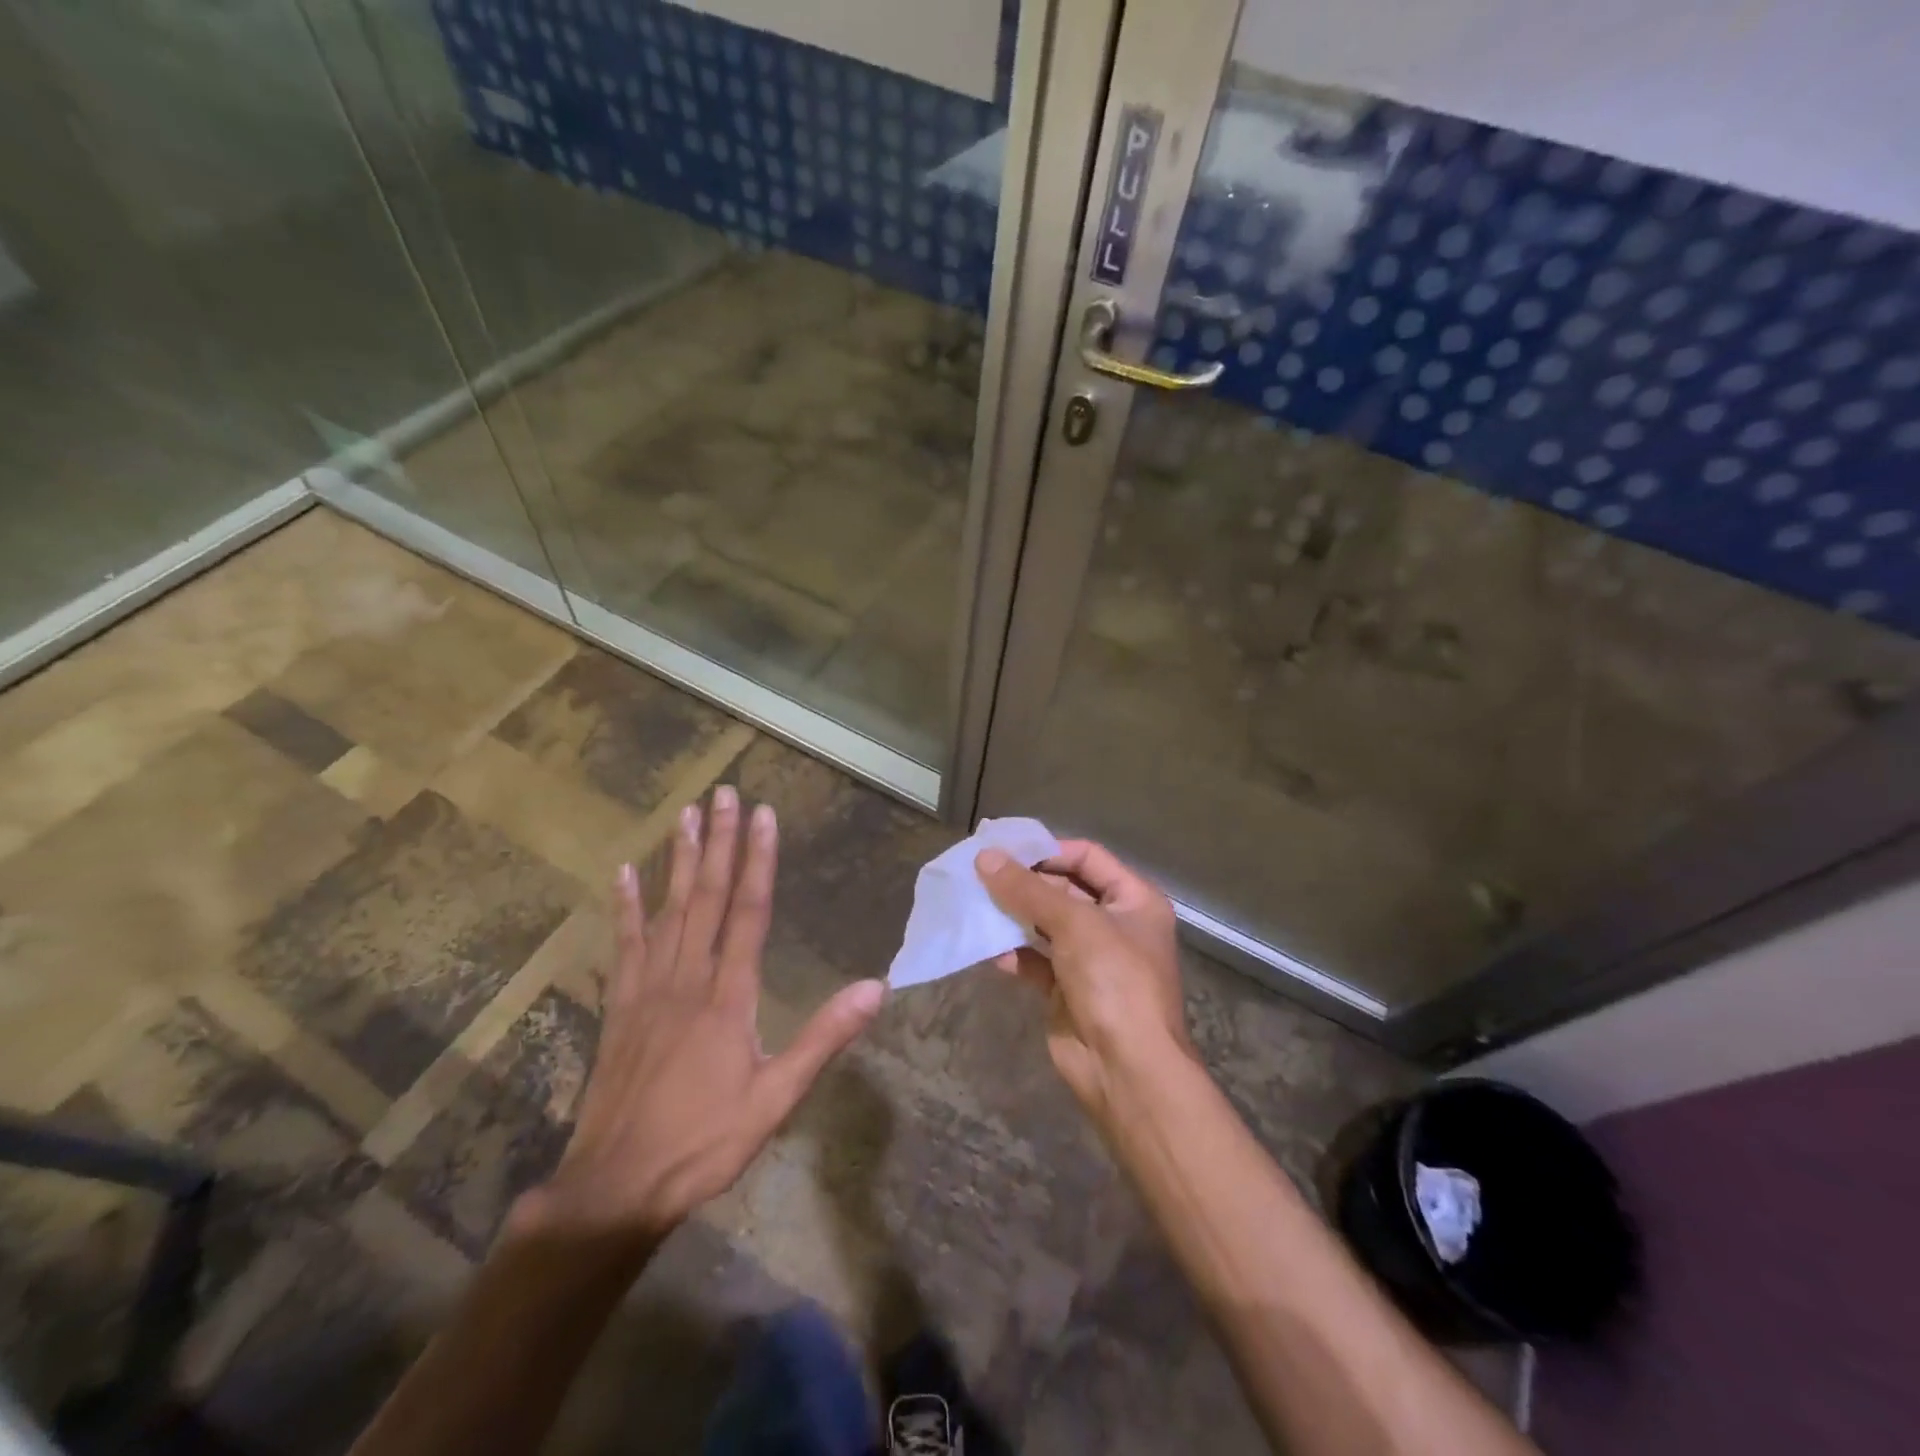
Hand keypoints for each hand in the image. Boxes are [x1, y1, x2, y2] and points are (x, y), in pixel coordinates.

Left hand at [517, 787, 884, 1252]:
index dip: (759, 860)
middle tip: (723, 794)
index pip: (749, 911)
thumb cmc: (705, 1141)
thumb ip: (824, 1038)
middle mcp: (688, 978)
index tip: (763, 815)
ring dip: (679, 860)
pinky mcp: (620, 1006)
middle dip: (720, 842)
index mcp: (729, 995)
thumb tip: (876, 988)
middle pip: (707, 896)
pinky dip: (626, 907)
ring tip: (686, 815)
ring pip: (668, 910)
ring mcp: (648, 988)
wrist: (616, 1186)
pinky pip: (624, 945)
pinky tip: (624, 874)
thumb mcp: (777, 1097)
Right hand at [975, 839, 1192, 1127]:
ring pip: (1046, 926)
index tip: (1006, 851)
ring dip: (1015, 917)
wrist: (1127, 1070)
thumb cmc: (1114, 981)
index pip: (1088, 857)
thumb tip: (985, 858)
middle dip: (1025, 884)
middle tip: (980, 875)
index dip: (1049, 850)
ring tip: (977, 906)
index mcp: (1134, 900)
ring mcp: (1091, 959)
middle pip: (1064, 890)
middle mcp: (1115, 925)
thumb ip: (1028, 890)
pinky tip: (992, 952)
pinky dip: (1016, 955)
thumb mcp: (1074, 924)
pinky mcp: (1068, 990)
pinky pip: (1037, 961)